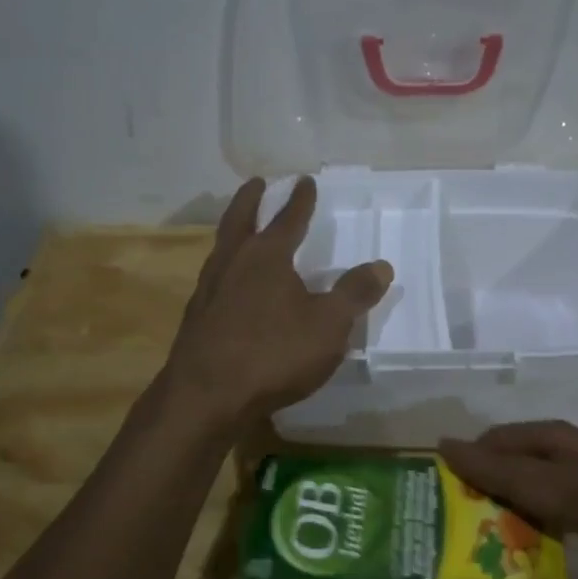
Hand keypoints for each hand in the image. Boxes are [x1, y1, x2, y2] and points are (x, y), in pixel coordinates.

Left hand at [164, 177, 393, 430]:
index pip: (288, 219)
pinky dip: (225, 267)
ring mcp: (208, 290)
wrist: (204, 397)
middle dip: (251, 200)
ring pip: (222, 247)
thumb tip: (381, 265)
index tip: (304, 181)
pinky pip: (214, 278)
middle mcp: (232, 263)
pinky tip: (230, 284)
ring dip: (234, 231)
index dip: (300, 200)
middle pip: (240, 219)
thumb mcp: (328, 326)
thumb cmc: (272, 354)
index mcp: (266, 256)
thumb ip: (354, 294)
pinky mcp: (196, 318)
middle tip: (257, 183)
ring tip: (241, 229)